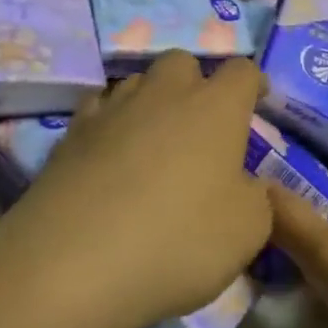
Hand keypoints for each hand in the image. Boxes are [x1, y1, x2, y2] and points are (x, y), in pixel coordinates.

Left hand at [0, 53, 271, 327]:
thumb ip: (256, 198)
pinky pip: (99, 110)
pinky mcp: (70, 134)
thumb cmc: (178, 241)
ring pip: (137, 82)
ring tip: (153, 141)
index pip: (242, 71)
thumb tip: (245, 185)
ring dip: (151, 101)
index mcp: (216, 108)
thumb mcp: (247, 232)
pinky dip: (111, 123)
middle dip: (195, 83)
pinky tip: (110, 155)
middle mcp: (164, 94)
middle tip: (200, 124)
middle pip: (183, 63)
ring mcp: (112, 110)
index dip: (253, 83)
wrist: (72, 264)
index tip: (257, 101)